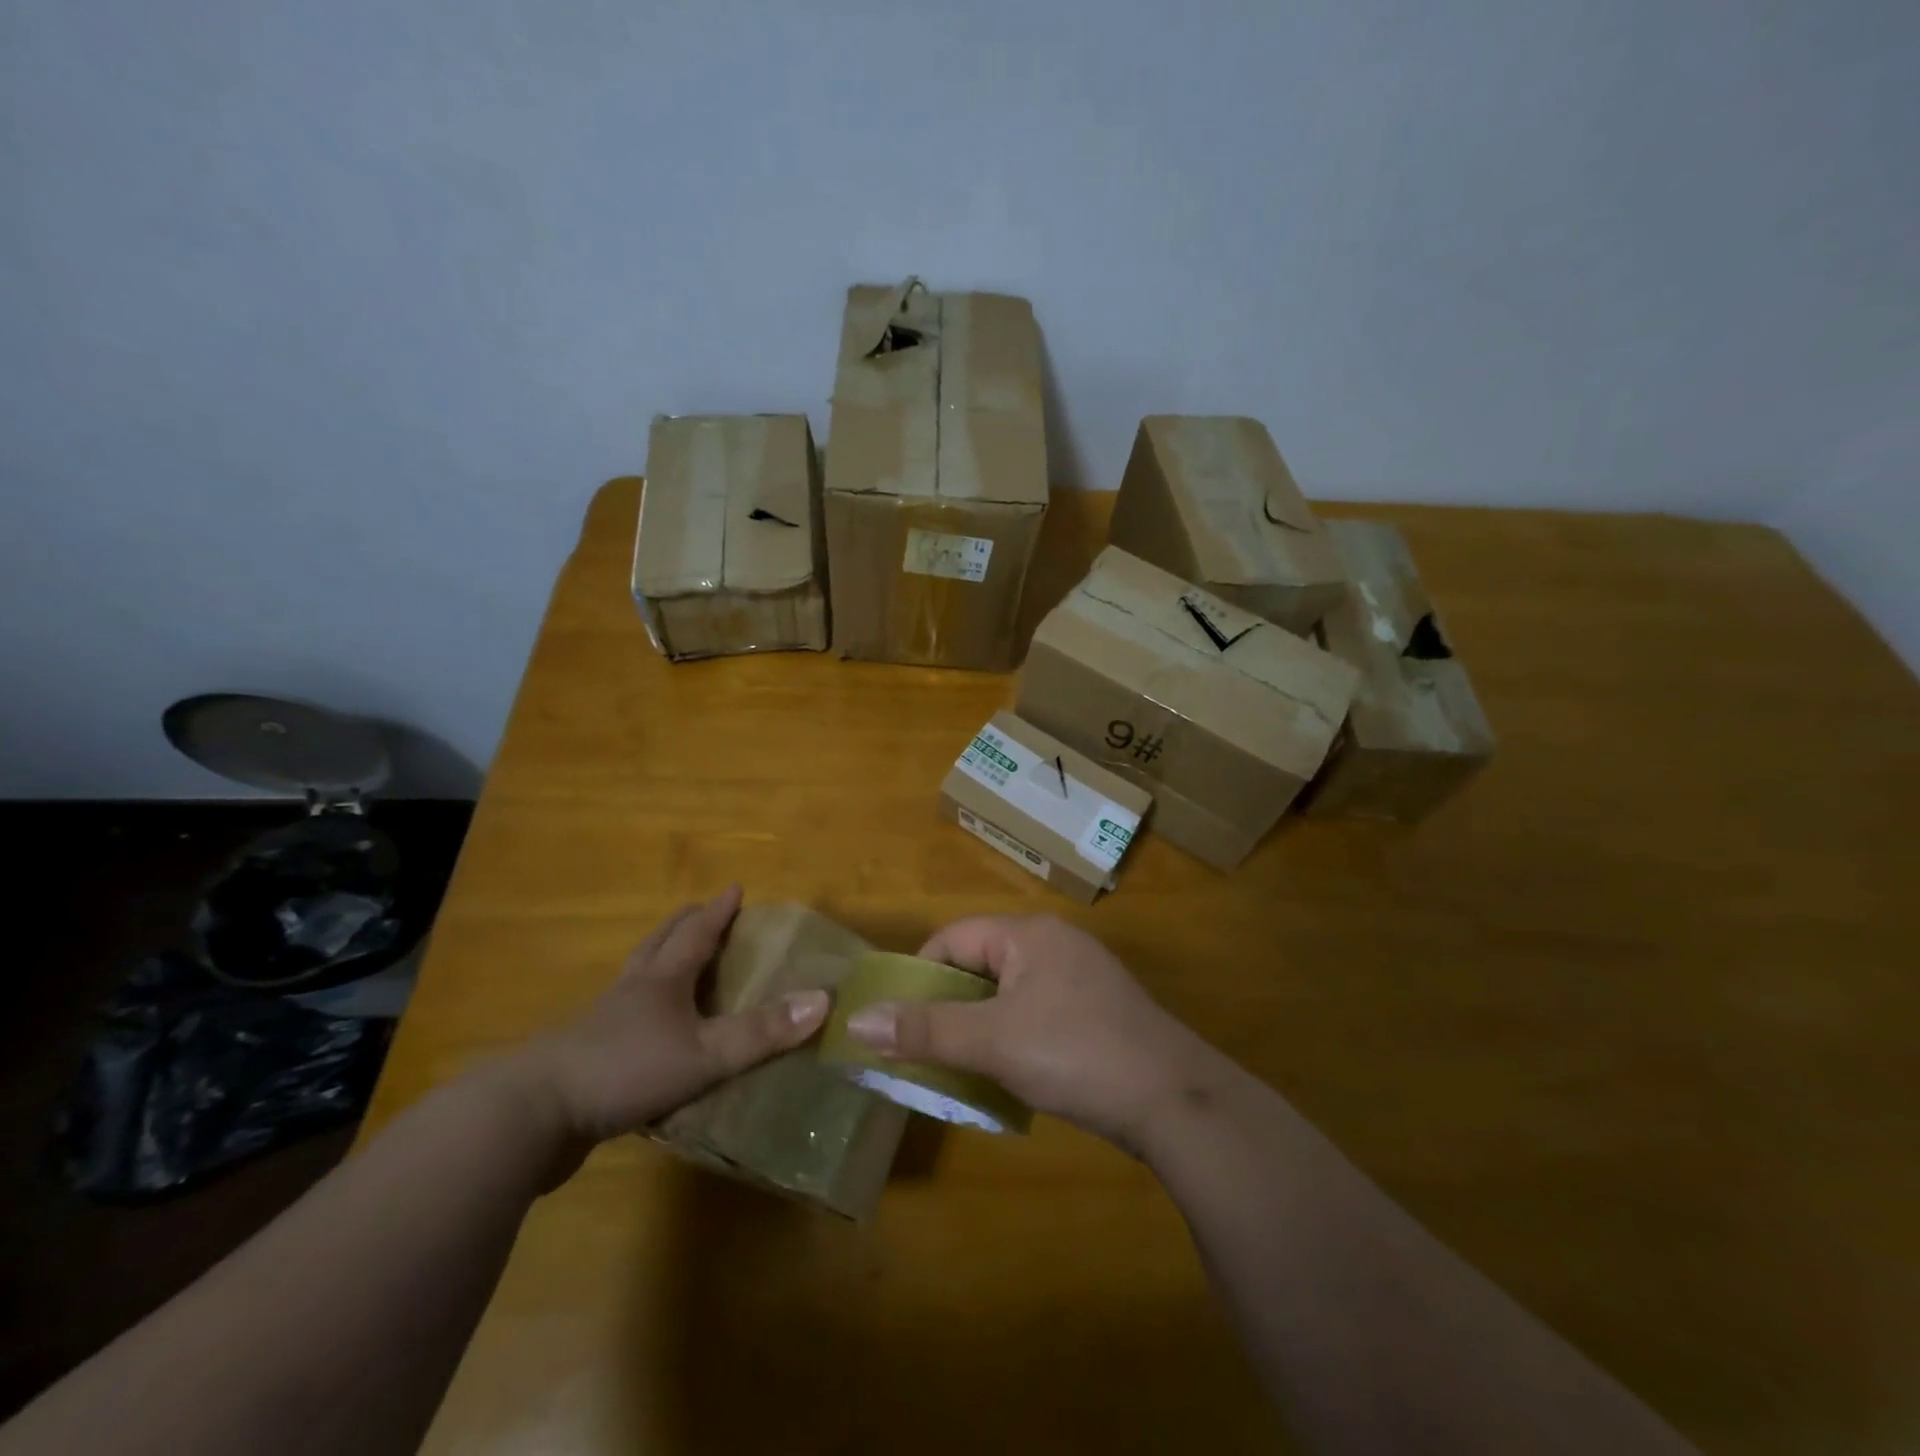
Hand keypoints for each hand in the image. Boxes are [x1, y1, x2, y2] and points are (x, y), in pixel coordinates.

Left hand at [510, 887, 829, 1146]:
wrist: (528, 1117)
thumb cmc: (623, 1071)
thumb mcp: (704, 1054)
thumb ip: (761, 1032)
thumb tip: (823, 999)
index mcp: (660, 981)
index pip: (695, 934)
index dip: (718, 912)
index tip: (734, 888)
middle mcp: (630, 992)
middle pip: (658, 946)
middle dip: (683, 927)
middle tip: (699, 912)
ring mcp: (600, 1025)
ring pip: (634, 981)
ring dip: (657, 964)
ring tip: (670, 964)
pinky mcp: (582, 1062)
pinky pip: (619, 1023)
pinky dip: (638, 1013)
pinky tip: (644, 1035)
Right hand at [844, 915, 1216, 1152]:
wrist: (1173, 1099)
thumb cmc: (1075, 1054)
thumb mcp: (993, 1042)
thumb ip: (926, 1030)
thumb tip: (857, 1020)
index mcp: (1028, 934)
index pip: (954, 937)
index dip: (920, 974)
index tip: (898, 1020)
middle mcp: (1054, 943)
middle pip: (981, 962)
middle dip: (948, 1003)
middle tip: (923, 1048)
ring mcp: (1080, 976)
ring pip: (1008, 990)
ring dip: (979, 1024)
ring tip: (959, 1064)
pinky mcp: (1097, 1009)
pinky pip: (1036, 1010)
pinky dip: (1012, 1034)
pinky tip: (1009, 1072)